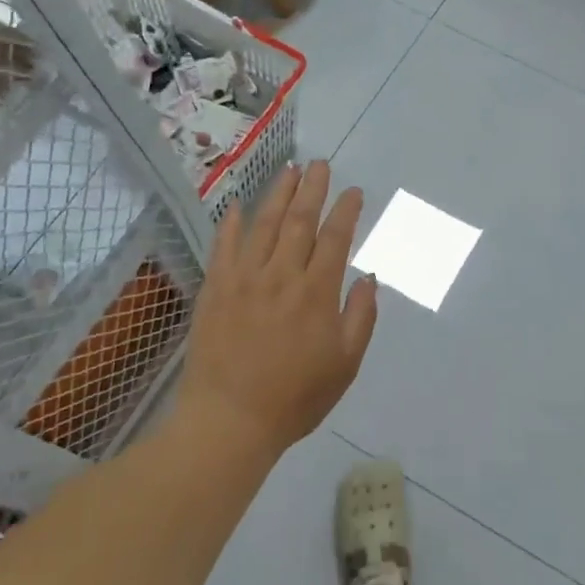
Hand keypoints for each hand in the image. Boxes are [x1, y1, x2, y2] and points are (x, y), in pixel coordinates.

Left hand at [174, 161, 378, 456]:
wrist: (230, 420)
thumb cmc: (295, 398)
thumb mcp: (345, 364)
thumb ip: (360, 318)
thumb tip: (368, 278)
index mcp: (317, 293)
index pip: (335, 239)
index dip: (345, 210)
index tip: (353, 191)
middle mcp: (281, 275)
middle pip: (299, 221)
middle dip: (312, 189)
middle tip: (319, 164)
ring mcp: (244, 279)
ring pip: (264, 225)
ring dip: (278, 195)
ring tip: (289, 170)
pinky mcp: (215, 289)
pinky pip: (224, 246)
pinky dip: (231, 223)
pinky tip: (237, 205)